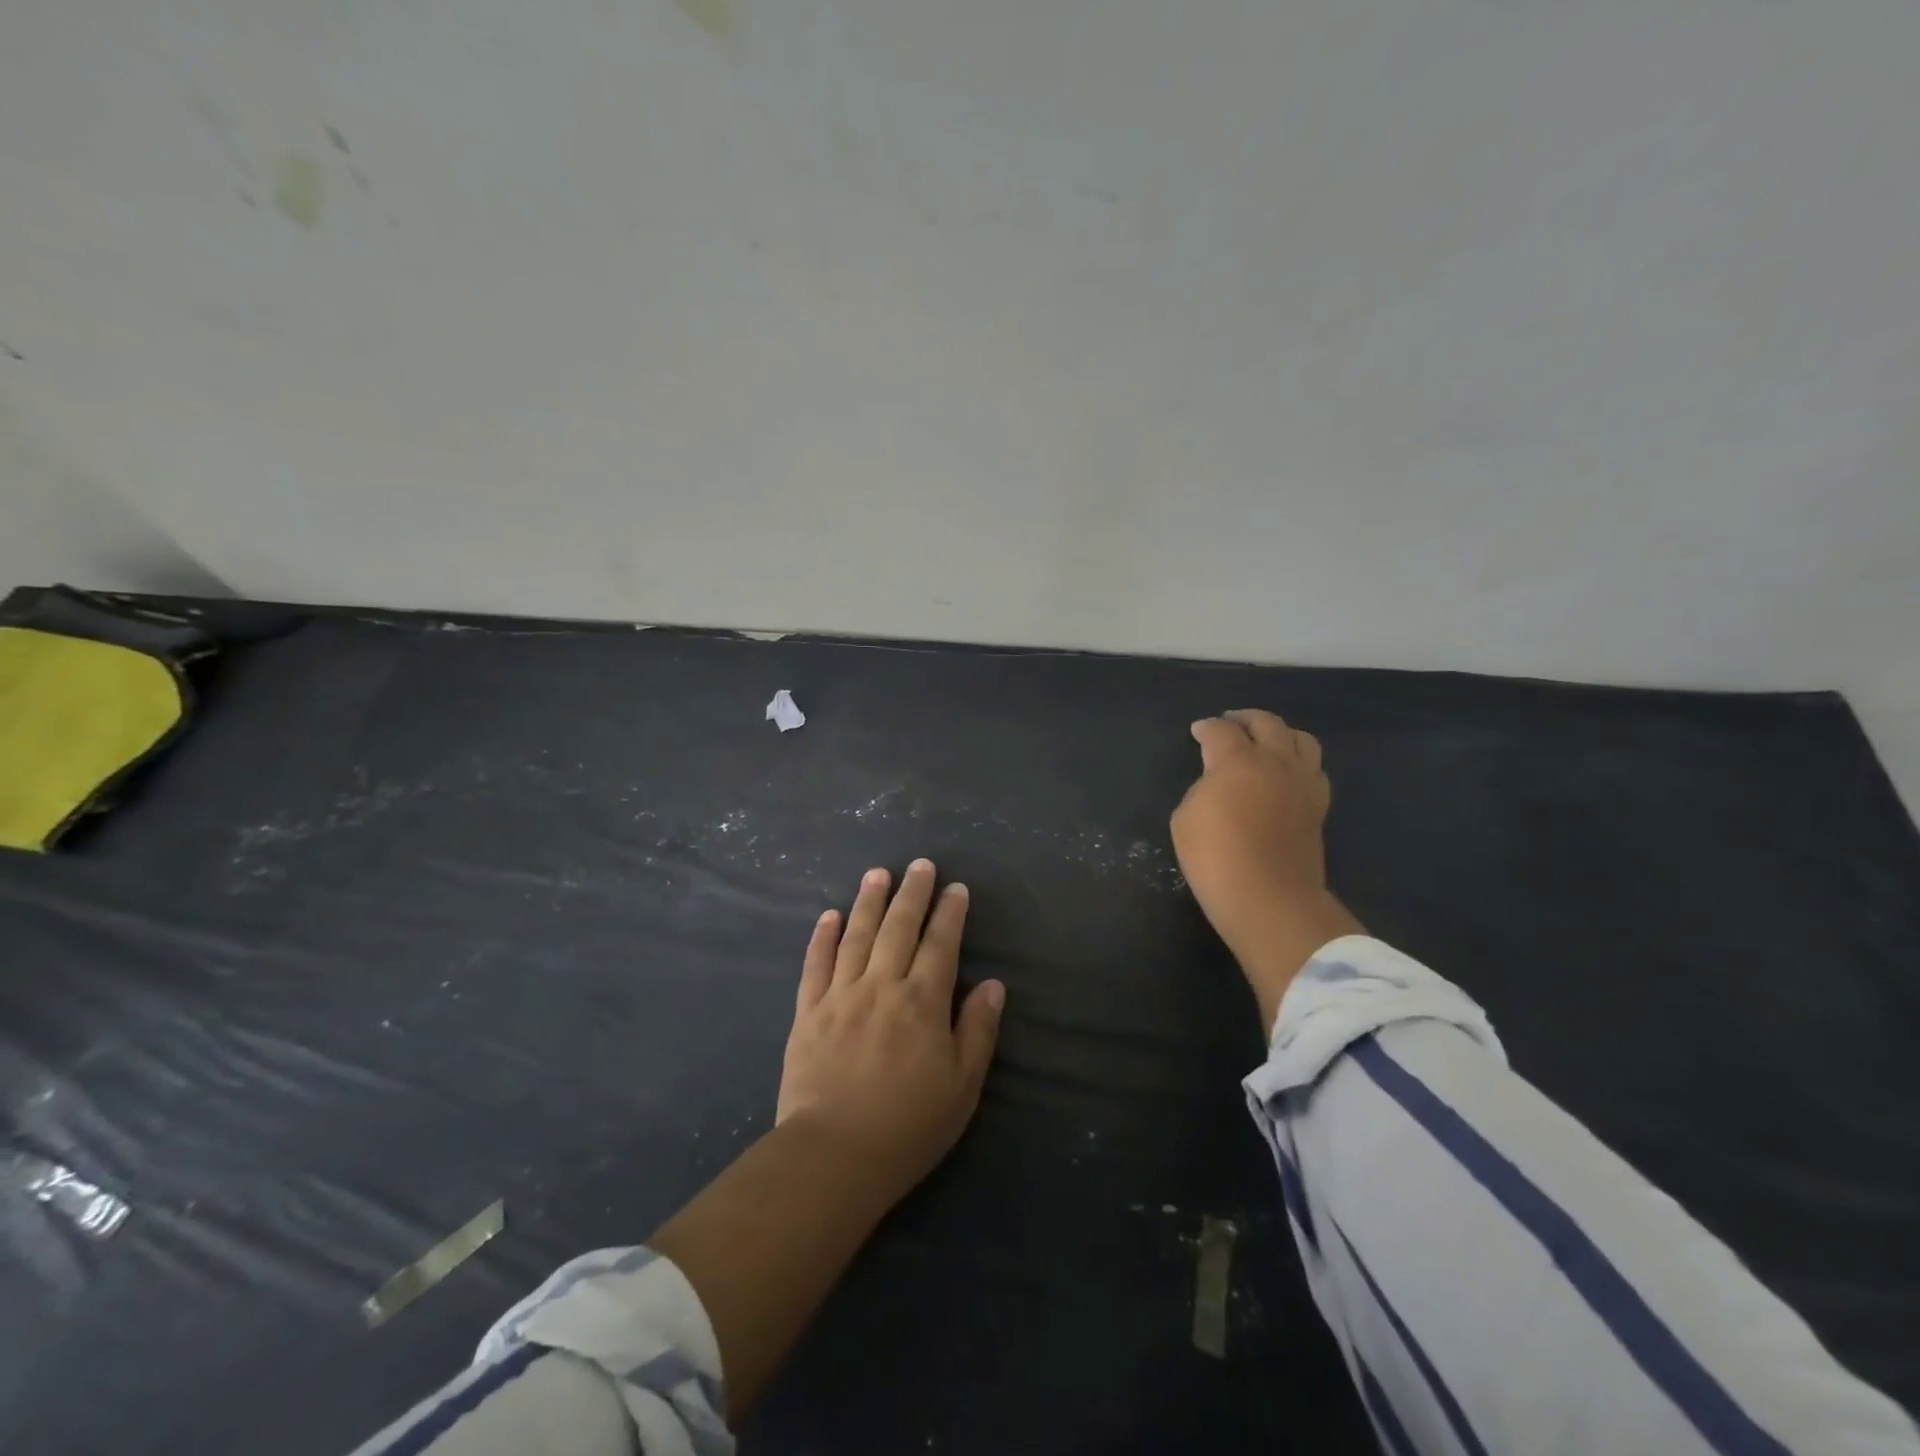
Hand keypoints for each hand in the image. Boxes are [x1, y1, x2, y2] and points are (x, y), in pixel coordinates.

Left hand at [777, 861, 1005, 1197]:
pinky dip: (823, 937)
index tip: (956, 888)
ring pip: (857, 936)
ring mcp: (841, 995)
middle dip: (912, 893)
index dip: (950, 914)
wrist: (833, 1156)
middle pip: (899, 928)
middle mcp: (882, 986)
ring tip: (878, 873)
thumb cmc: (907, 1126)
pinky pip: (815, 964)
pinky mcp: (808, 1012)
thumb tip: (993, 984)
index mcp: (922, 1002)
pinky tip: (829, 915)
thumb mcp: (962, 1086)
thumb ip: (978, 1030)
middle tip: (920, 865)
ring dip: (869, 901)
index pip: (940, 945)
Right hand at [1170, 710, 1364, 1032]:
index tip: (1197, 731)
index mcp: (1238, 760)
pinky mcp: (1319, 806)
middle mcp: (1276, 761)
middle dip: (1245, 719)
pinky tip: (1287, 773)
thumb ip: (1203, 788)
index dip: (1206, 728)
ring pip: (1301, 739)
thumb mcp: (1186, 818)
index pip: (1220, 730)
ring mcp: (1303, 782)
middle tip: (1230, 723)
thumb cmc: (1215, 857)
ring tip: (1265, 741)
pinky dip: (1299, 761)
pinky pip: (1314, 769)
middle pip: (1266, 723)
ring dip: (1280, 733)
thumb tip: (1220, 784)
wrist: (1268, 899)